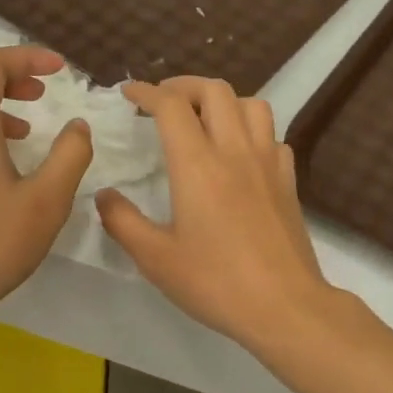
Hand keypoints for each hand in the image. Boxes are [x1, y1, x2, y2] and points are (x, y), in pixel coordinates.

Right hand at [96, 77, 338, 353]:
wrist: (285, 306)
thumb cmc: (216, 282)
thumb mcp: (156, 259)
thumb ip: (123, 221)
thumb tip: (104, 195)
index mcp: (198, 165)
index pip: (171, 105)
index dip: (146, 91)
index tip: (128, 93)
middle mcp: (235, 151)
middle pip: (215, 90)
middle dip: (184, 86)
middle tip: (163, 102)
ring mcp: (268, 163)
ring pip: (252, 104)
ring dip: (223, 101)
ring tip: (204, 120)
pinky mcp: (288, 180)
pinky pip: (272, 136)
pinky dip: (252, 131)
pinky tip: (240, 154)